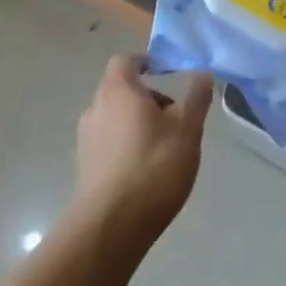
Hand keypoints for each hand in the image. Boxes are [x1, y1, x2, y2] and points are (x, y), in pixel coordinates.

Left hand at [74, 55, 211, 246]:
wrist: (111, 225)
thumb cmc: (153, 167)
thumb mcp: (187, 129)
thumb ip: (195, 97)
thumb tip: (201, 73)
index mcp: (118, 90)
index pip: (125, 61)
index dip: (145, 63)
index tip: (166, 74)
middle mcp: (96, 107)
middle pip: (119, 88)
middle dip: (146, 96)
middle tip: (173, 116)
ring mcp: (85, 137)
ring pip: (113, 116)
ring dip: (134, 122)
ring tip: (162, 146)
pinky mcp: (83, 165)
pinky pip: (106, 141)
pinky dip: (123, 144)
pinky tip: (143, 170)